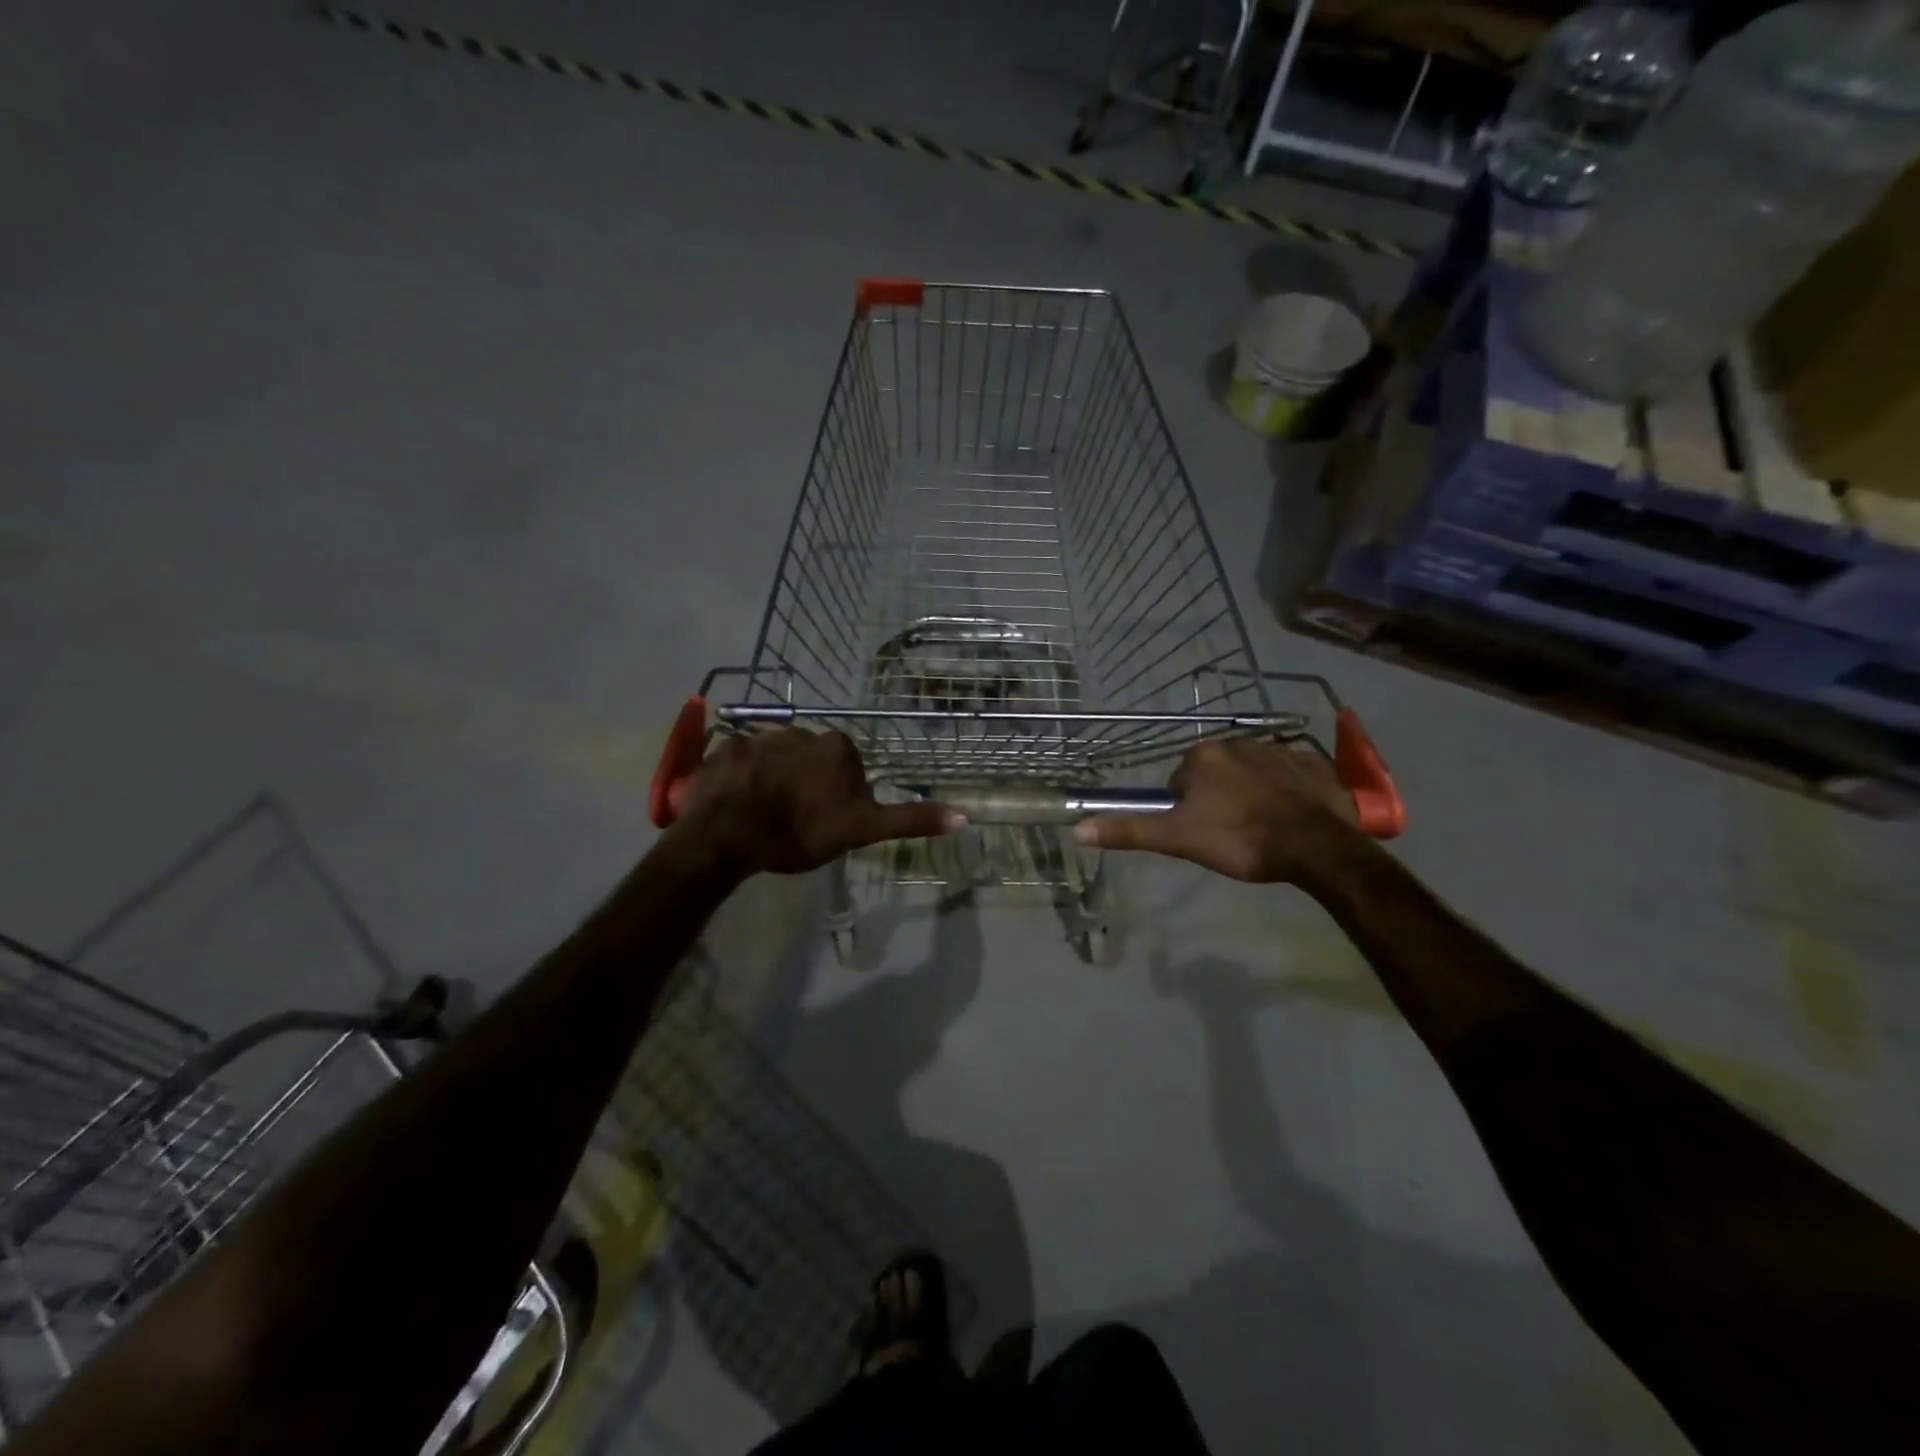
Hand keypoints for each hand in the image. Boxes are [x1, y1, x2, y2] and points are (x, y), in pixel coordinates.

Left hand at [673, 727, 960, 875]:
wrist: (729, 834)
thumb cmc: (801, 830)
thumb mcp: (862, 830)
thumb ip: (909, 820)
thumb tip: (964, 815)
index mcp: (836, 747)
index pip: (847, 765)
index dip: (839, 793)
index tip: (827, 818)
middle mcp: (801, 731)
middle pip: (811, 757)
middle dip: (806, 781)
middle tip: (795, 817)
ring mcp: (759, 736)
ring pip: (775, 757)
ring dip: (772, 778)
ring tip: (762, 813)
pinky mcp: (725, 748)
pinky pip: (739, 760)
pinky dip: (740, 778)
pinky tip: (736, 804)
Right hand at [1074, 738, 1359, 884]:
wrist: (1316, 846)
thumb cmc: (1240, 840)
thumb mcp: (1178, 839)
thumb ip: (1129, 830)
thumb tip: (1077, 829)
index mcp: (1201, 755)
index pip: (1180, 783)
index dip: (1188, 812)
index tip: (1205, 835)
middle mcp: (1236, 741)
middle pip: (1215, 775)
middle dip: (1219, 800)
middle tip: (1232, 835)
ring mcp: (1277, 748)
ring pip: (1249, 774)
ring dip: (1250, 795)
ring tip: (1263, 829)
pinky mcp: (1310, 761)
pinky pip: (1287, 773)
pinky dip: (1285, 791)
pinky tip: (1291, 816)